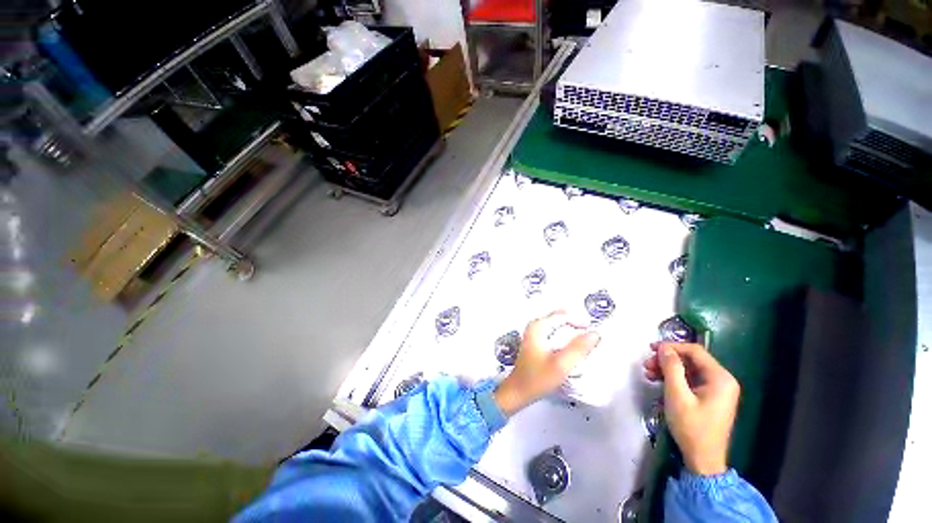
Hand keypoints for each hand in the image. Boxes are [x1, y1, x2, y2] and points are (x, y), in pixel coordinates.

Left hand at [493, 311, 599, 415]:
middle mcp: (534, 326)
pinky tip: (569, 345)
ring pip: (555, 323)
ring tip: (582, 338)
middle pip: (558, 316)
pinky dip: (562, 333)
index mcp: (538, 327)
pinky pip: (551, 330)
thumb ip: (578, 348)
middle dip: (574, 321)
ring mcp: (532, 333)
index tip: (591, 330)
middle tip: (588, 332)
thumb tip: (595, 334)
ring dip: (569, 327)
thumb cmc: (537, 378)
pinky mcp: (533, 342)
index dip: (579, 320)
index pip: (562, 316)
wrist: (518, 390)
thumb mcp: (561, 365)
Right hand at [643, 342, 739, 475]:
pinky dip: (674, 379)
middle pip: (691, 360)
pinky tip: (658, 382)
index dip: (671, 346)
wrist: (703, 459)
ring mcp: (716, 390)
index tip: (651, 349)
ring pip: (688, 370)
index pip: (694, 351)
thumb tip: (664, 348)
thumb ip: (671, 368)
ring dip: (667, 369)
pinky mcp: (709, 398)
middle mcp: (722, 380)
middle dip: (667, 360)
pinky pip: (690, 380)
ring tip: (648, 373)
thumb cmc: (691, 427)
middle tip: (647, 364)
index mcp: (720, 378)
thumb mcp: (677, 395)